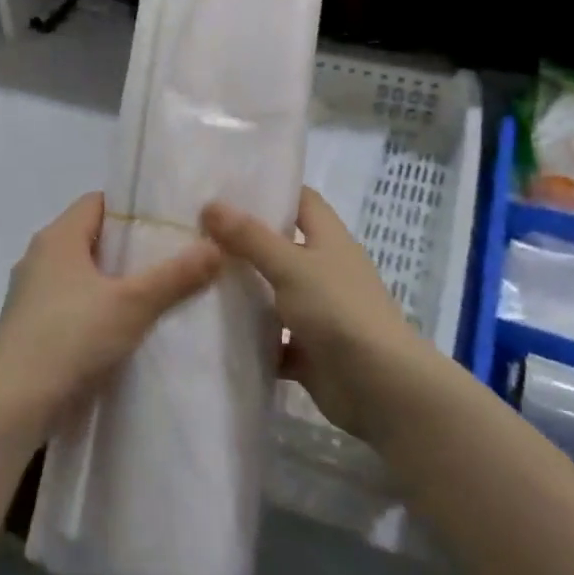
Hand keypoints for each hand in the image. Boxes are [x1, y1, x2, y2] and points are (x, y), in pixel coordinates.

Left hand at [0, 193, 219, 443]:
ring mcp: (31, 293)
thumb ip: (176, 275)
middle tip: (174, 257)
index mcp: (57, 237)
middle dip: (131, 247)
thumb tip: (217, 246)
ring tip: (157, 293)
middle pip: (92, 238)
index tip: (170, 222)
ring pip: (82, 273)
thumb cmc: (70, 338)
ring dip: (114, 281)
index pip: (99, 202)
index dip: (134, 208)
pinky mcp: (31, 326)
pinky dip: (97, 307)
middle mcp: (39, 257)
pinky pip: (72, 302)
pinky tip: (124, 328)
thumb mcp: (133, 304)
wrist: (12, 405)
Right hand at [202, 188, 423, 441]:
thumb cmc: (339, 311)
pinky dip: (249, 336)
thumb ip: (250, 237)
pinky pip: (272, 338)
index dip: (270, 189)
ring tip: (193, 277)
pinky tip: (211, 330)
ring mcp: (317, 311)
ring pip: (273, 293)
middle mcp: (325, 270)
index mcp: (329, 240)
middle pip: (281, 245)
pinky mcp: (308, 350)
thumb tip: (210, 205)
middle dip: (243, 240)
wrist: (380, 387)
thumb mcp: (291, 266)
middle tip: (194, 231)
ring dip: (242, 290)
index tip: (226, 187)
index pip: (301, 200)